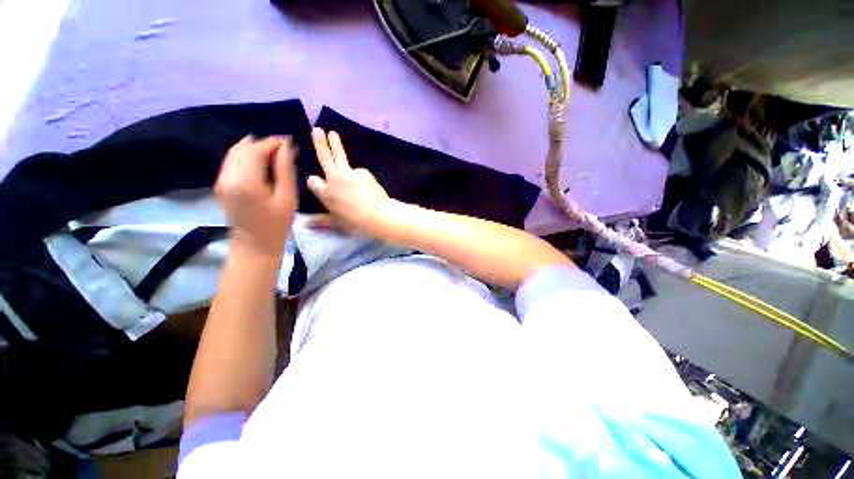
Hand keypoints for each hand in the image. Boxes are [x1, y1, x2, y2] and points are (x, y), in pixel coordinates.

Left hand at [215, 135, 296, 260]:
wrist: (255, 245)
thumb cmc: (277, 224)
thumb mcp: (287, 197)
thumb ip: (284, 170)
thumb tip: (286, 148)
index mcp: (245, 181)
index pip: (256, 150)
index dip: (273, 142)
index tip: (289, 141)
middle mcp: (228, 176)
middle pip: (243, 148)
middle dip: (263, 143)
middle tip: (284, 148)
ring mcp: (221, 180)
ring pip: (234, 152)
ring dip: (254, 148)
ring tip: (274, 153)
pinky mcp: (220, 184)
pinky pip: (231, 161)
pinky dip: (245, 156)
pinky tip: (260, 161)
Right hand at [307, 128, 394, 236]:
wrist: (377, 214)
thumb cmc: (355, 222)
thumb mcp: (337, 223)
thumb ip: (322, 221)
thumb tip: (306, 224)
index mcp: (325, 193)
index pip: (313, 182)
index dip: (314, 181)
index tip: (314, 179)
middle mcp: (335, 179)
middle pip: (326, 158)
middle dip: (321, 143)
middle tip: (319, 129)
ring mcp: (350, 173)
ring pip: (343, 160)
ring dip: (338, 148)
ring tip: (336, 139)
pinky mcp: (364, 172)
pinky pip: (360, 174)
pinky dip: (362, 179)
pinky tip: (368, 188)